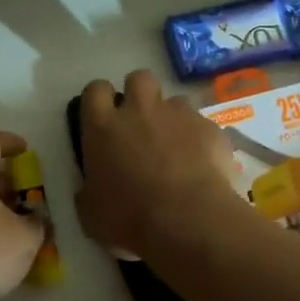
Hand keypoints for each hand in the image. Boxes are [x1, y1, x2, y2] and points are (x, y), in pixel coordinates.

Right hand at [74, 71, 241, 258]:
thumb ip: (89, 191)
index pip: (95, 90)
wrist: (189, 221)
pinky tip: (202, 166)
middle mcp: (140, 110)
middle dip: (139, 93)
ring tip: (176, 148)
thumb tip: (91, 189)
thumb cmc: (130, 219)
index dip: (99, 99)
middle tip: (141, 123)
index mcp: (103, 127)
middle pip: (139, 78)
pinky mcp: (211, 128)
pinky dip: (200, 140)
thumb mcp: (91, 213)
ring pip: (174, 101)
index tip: (103, 116)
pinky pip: (202, 125)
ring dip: (172, 119)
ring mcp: (179, 115)